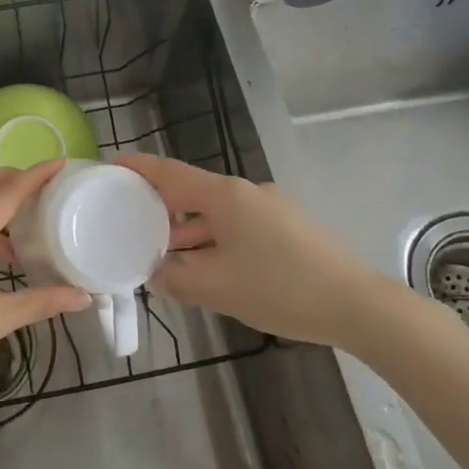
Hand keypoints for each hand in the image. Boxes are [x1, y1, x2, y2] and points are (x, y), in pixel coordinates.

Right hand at [112, 152, 380, 349]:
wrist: (356, 304)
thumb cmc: (279, 288)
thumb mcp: (216, 287)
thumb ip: (175, 278)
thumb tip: (153, 274)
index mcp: (225, 196)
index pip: (170, 173)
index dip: (139, 168)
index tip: (112, 164)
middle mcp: (247, 192)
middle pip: (192, 194)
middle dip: (161, 211)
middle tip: (131, 225)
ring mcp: (271, 208)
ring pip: (216, 214)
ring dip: (189, 233)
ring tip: (164, 257)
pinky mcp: (288, 227)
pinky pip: (238, 227)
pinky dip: (214, 241)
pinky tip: (207, 268)